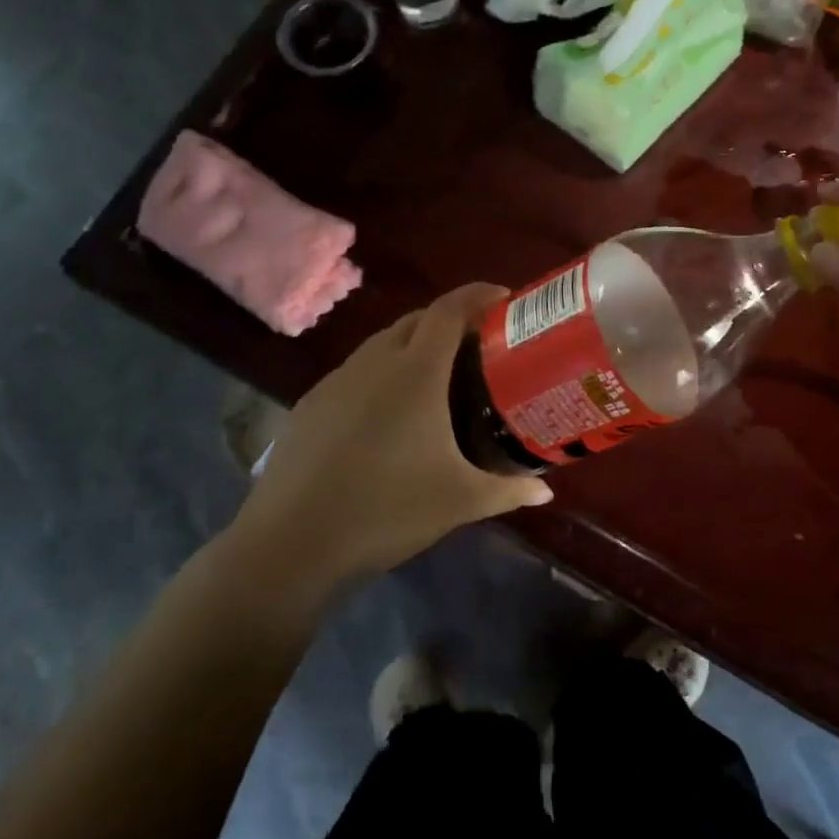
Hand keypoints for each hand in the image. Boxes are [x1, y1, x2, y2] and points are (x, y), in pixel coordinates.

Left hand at [237, 284, 552, 578]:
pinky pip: (355, 372)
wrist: (291, 542)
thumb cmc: (387, 511)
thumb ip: (508, 490)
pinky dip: (381, 374)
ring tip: (437, 378)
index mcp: (415, 373)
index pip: (449, 311)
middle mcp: (373, 363)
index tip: (504, 298)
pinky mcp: (310, 404)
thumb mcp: (460, 502)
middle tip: (478, 345)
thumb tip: (546, 490)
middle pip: (416, 320)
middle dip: (449, 320)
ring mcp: (335, 381)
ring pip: (381, 345)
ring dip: (412, 346)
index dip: (477, 295)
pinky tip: (388, 414)